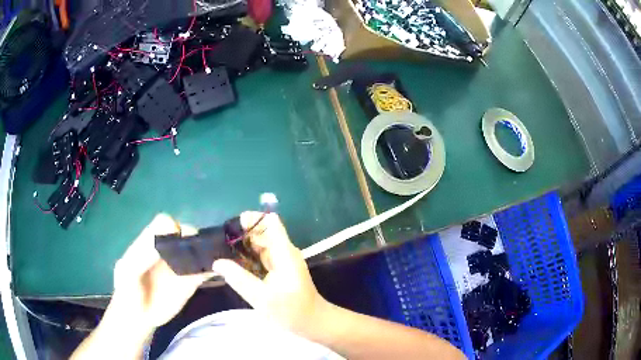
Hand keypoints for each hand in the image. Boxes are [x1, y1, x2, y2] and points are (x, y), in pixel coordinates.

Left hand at [108, 214, 212, 331]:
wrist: (138, 317)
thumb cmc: (128, 290)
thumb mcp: (127, 272)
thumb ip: (140, 258)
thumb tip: (160, 245)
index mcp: (150, 242)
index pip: (165, 222)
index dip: (172, 226)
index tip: (176, 240)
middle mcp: (168, 250)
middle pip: (185, 232)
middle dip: (194, 238)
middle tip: (197, 252)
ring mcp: (180, 266)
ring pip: (198, 249)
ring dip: (208, 250)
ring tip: (214, 259)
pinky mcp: (191, 282)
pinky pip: (205, 271)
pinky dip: (213, 269)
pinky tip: (218, 272)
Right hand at [212, 212, 329, 335]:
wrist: (313, 323)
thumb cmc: (292, 311)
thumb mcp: (262, 298)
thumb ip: (239, 279)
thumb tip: (216, 262)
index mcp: (283, 252)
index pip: (270, 222)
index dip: (251, 219)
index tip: (230, 227)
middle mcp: (283, 251)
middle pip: (262, 232)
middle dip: (241, 233)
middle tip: (218, 242)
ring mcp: (282, 260)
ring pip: (260, 244)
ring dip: (243, 246)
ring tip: (220, 251)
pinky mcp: (279, 269)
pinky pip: (261, 256)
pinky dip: (247, 257)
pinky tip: (233, 264)